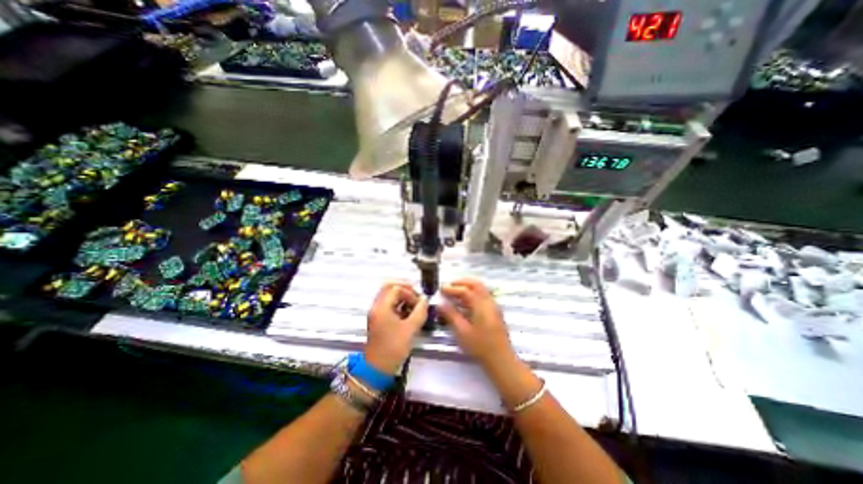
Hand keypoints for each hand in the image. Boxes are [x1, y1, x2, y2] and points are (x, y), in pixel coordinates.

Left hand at [366, 281, 428, 374]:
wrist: (377, 369)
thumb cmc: (393, 348)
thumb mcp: (410, 329)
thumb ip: (420, 312)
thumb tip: (425, 300)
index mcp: (381, 307)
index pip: (396, 288)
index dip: (410, 292)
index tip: (419, 303)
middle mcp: (376, 306)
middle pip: (389, 287)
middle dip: (405, 289)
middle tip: (417, 297)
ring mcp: (376, 313)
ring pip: (389, 295)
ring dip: (402, 297)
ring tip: (414, 306)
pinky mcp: (379, 319)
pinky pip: (389, 304)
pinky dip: (399, 304)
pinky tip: (409, 313)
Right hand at [438, 278, 511, 368]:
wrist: (501, 359)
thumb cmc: (480, 346)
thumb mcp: (462, 331)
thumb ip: (451, 315)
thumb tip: (440, 304)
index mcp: (481, 305)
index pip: (465, 290)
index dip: (452, 288)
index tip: (441, 289)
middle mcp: (489, 301)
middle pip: (476, 284)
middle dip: (462, 282)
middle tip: (449, 285)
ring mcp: (494, 306)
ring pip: (481, 289)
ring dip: (468, 286)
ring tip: (455, 291)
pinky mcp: (495, 312)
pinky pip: (483, 295)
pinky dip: (473, 293)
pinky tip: (465, 301)